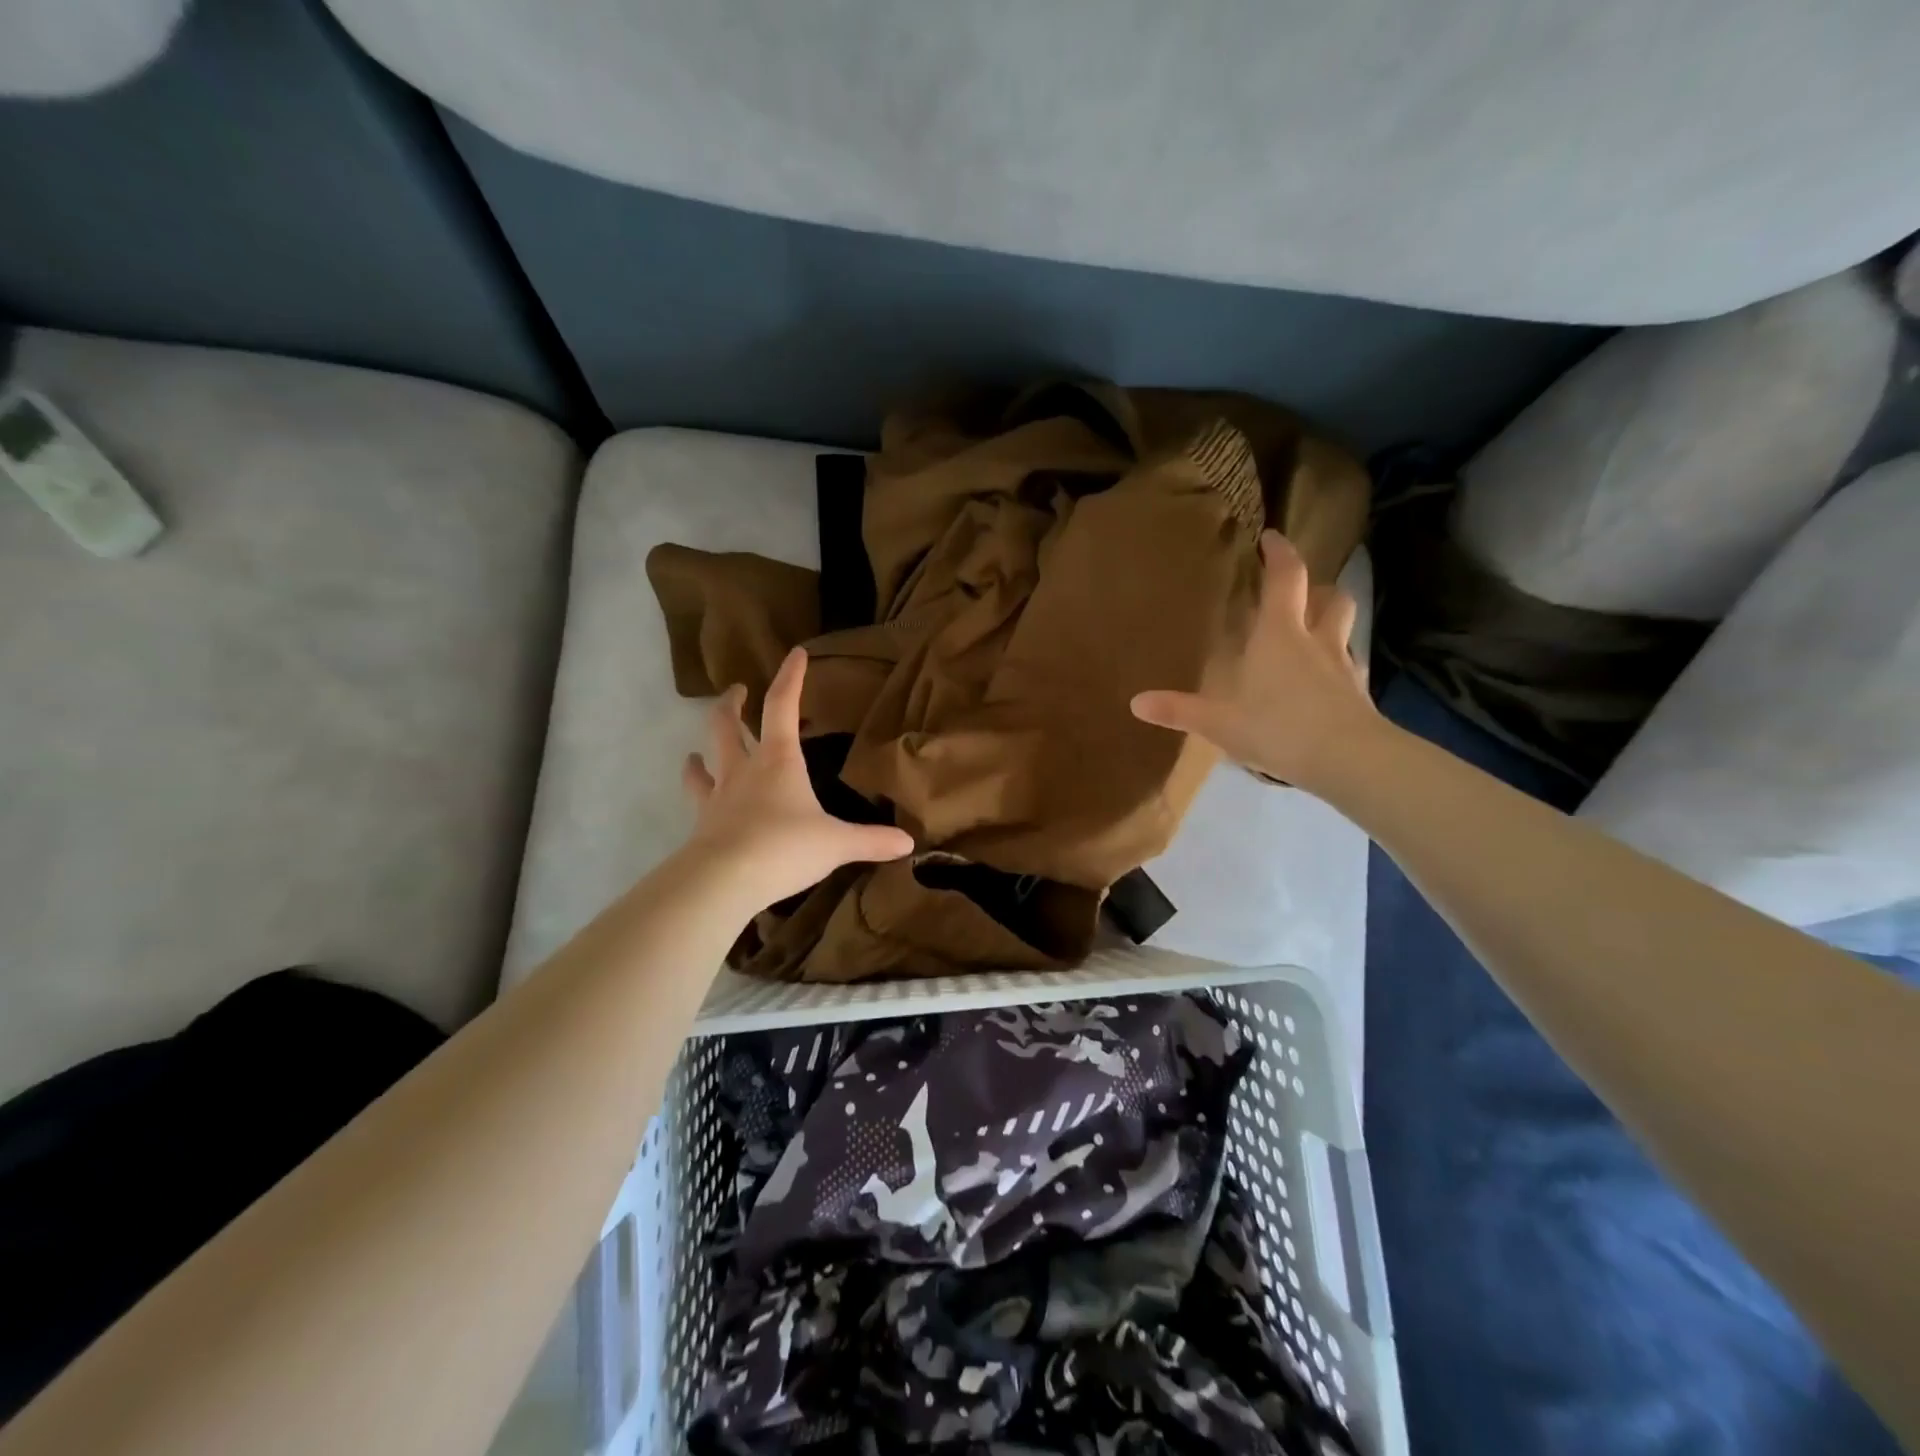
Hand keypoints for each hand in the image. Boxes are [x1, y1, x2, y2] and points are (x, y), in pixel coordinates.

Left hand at [681, 647, 914, 907]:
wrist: (722, 880)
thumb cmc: (784, 848)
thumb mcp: (836, 844)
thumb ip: (871, 840)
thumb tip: (908, 842)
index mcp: (779, 760)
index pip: (782, 705)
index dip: (791, 677)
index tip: (797, 653)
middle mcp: (744, 769)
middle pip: (729, 724)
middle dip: (733, 703)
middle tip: (737, 690)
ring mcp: (718, 794)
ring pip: (706, 756)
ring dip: (707, 744)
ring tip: (703, 744)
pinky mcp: (702, 822)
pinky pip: (697, 794)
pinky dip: (695, 782)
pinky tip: (694, 781)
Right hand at [1131, 530, 1378, 791]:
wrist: (1348, 760)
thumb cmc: (1278, 727)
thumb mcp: (1219, 722)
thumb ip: (1178, 709)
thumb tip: (1135, 702)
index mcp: (1281, 633)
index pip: (1286, 577)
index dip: (1280, 553)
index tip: (1271, 538)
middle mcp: (1317, 640)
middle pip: (1330, 596)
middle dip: (1316, 587)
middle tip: (1298, 591)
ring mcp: (1344, 666)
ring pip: (1345, 628)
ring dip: (1332, 621)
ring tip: (1312, 633)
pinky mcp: (1359, 694)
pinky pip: (1350, 667)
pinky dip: (1337, 664)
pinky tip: (1323, 684)